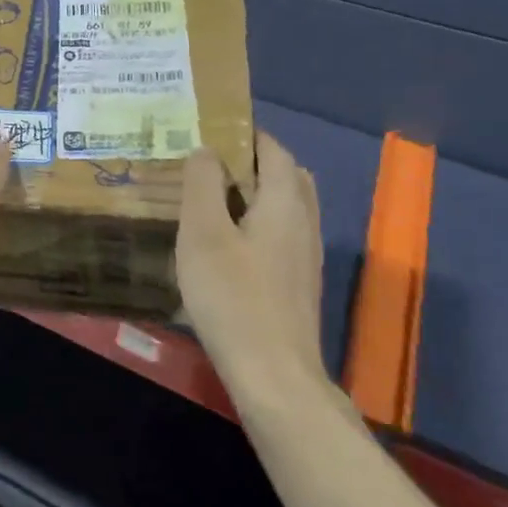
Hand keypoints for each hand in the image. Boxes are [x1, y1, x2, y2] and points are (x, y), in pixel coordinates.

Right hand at [177, 132, 328, 400]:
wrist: (274, 376)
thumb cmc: (233, 297)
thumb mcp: (203, 233)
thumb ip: (203, 184)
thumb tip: (206, 150)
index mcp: (285, 201)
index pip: (272, 148)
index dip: (244, 133)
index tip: (207, 130)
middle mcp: (304, 221)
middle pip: (285, 175)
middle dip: (250, 161)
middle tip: (206, 164)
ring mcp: (305, 255)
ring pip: (286, 206)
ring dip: (254, 193)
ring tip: (211, 199)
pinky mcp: (298, 283)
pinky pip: (281, 233)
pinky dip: (258, 221)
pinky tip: (226, 243)